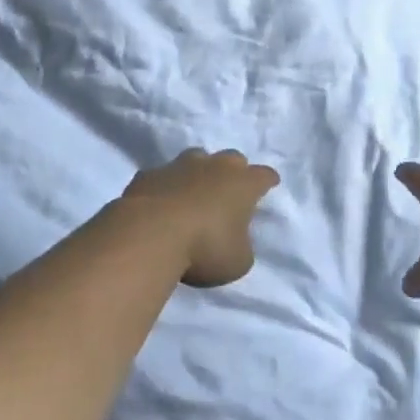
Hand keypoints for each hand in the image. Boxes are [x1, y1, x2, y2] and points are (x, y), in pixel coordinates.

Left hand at [121, 148, 279, 287]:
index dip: (268, 181)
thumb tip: (235, 239)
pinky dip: (166, 186)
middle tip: (230, 190)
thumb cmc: (205, 248)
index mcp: (243, 184)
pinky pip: (163, 176)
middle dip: (234, 171)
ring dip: (199, 172)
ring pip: (196, 158)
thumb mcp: (238, 261)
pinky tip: (161, 202)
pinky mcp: (149, 174)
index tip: (269, 184)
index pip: (264, 176)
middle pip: (232, 159)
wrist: (150, 234)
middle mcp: (215, 166)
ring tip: (194, 191)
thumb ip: (242, 246)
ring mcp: (180, 166)